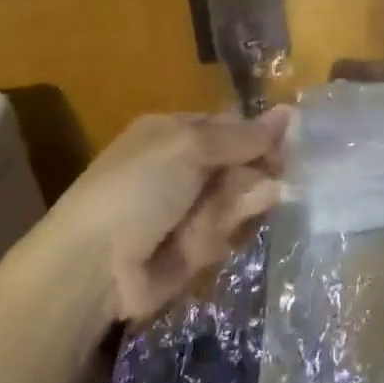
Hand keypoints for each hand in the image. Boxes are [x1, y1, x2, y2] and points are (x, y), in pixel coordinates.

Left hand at [41, 108, 290, 323]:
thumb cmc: (137, 189)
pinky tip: (200, 242)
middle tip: (265, 181)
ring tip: (210, 220)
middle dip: (255, 172)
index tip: (289, 143)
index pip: (233, 126)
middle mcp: (183, 167)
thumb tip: (290, 112)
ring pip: (240, 198)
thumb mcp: (189, 147)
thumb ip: (243, 135)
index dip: (261, 134)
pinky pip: (228, 233)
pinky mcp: (194, 248)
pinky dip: (220, 235)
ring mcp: (189, 209)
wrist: (93, 269)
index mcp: (174, 133)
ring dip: (236, 206)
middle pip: (243, 162)